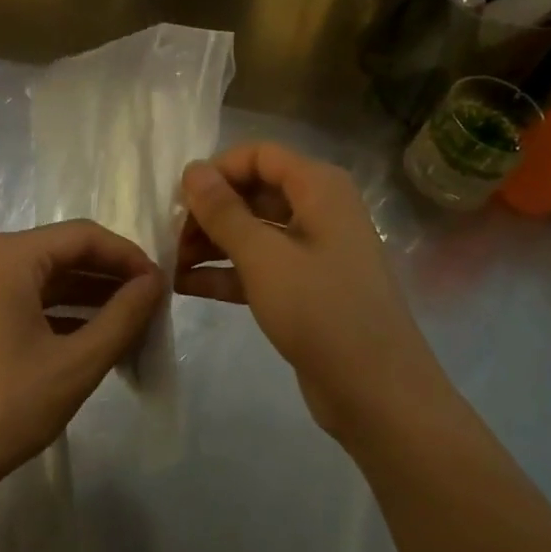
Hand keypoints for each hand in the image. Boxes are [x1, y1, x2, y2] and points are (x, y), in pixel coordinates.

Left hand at [0, 221, 164, 521]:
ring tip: (128, 322)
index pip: (83, 236)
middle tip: (149, 305)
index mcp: (8, 256)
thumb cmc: (3, 408)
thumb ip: (122, 317)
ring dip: (84, 296)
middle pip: (60, 253)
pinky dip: (55, 311)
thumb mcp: (75, 364)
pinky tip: (88, 336)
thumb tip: (155, 282)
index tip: (160, 285)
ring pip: (41, 277)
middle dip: (107, 277)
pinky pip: (20, 297)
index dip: (127, 256)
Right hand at [176, 142, 443, 438]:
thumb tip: (192, 169)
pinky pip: (259, 266)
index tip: (180, 201)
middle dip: (210, 211)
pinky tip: (186, 286)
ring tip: (172, 264)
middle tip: (171, 238)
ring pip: (253, 231)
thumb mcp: (264, 257)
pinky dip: (226, 272)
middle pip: (253, 192)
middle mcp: (319, 210)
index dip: (217, 171)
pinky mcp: (306, 289)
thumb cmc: (322, 311)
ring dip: (212, 243)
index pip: (258, 156)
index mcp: (319, 188)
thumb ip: (223, 211)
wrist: (379, 395)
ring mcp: (313, 251)